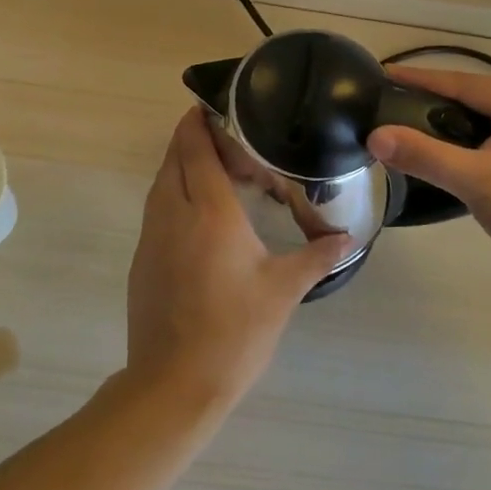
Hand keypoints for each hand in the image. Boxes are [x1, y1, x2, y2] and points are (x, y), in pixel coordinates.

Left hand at [125, 108, 352, 410]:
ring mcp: (152, 238)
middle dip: (190, 138)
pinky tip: (197, 213)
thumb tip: (348, 239)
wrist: (173, 384)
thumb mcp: (283, 291)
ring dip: (180, 165)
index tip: (209, 105)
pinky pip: (156, 209)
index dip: (198, 123)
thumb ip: (316, 257)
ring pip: (161, 184)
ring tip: (212, 167)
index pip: (197, 151)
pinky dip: (173, 194)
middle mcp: (174, 215)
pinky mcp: (142, 260)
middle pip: (174, 159)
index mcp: (209, 214)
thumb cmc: (234, 332)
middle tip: (222, 134)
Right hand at [367, 67, 490, 291]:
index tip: (382, 72)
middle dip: (428, 97)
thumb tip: (375, 135)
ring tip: (401, 118)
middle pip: (469, 96)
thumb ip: (424, 155)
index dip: (418, 79)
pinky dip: (460, 137)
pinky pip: (487, 133)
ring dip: (443, 119)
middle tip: (385, 99)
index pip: (462, 82)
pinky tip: (436, 145)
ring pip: (477, 116)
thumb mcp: (475, 181)